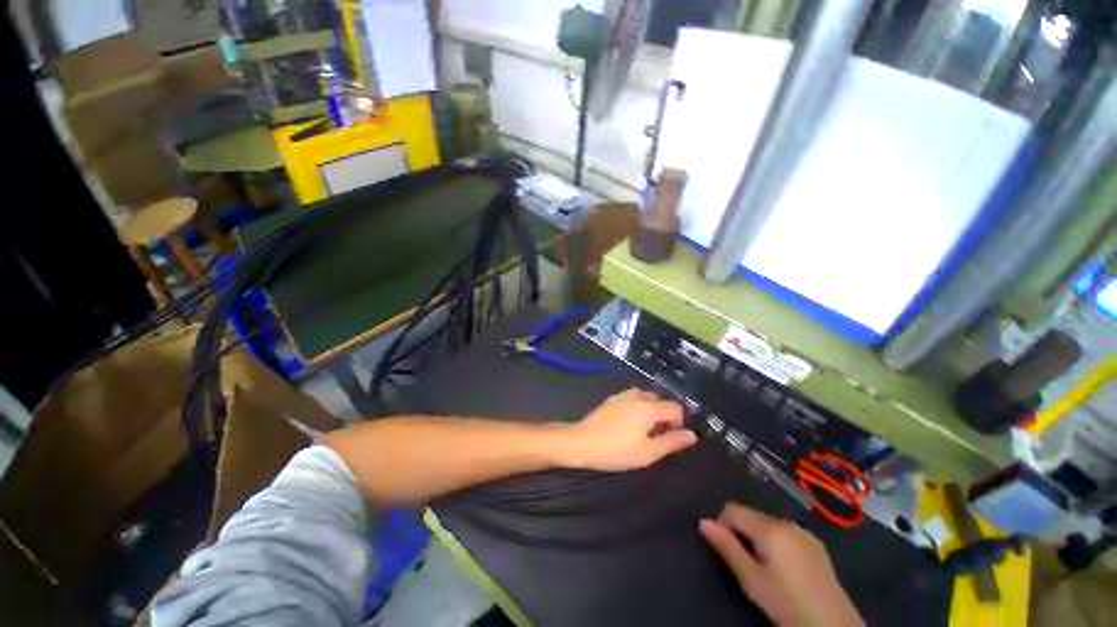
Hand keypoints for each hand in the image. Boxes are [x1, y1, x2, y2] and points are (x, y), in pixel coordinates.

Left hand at [559, 388, 696, 471]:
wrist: (582, 442)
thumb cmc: (617, 450)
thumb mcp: (648, 452)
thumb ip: (672, 442)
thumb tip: (692, 435)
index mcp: (649, 407)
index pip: (675, 408)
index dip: (679, 423)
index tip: (671, 438)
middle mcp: (637, 396)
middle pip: (660, 400)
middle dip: (664, 416)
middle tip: (657, 437)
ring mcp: (622, 395)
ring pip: (645, 398)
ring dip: (650, 411)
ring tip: (643, 431)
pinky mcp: (611, 399)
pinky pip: (632, 399)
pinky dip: (637, 408)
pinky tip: (628, 425)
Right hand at [700, 503, 863, 626]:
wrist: (833, 626)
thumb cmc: (785, 602)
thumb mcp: (751, 579)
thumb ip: (727, 547)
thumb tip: (703, 522)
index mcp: (770, 527)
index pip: (734, 509)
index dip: (721, 523)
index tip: (720, 546)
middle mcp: (787, 523)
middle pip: (752, 516)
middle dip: (740, 531)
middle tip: (740, 561)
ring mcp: (805, 533)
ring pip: (769, 525)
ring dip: (758, 537)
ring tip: (760, 566)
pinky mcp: (817, 546)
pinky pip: (786, 534)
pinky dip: (776, 543)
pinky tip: (782, 568)